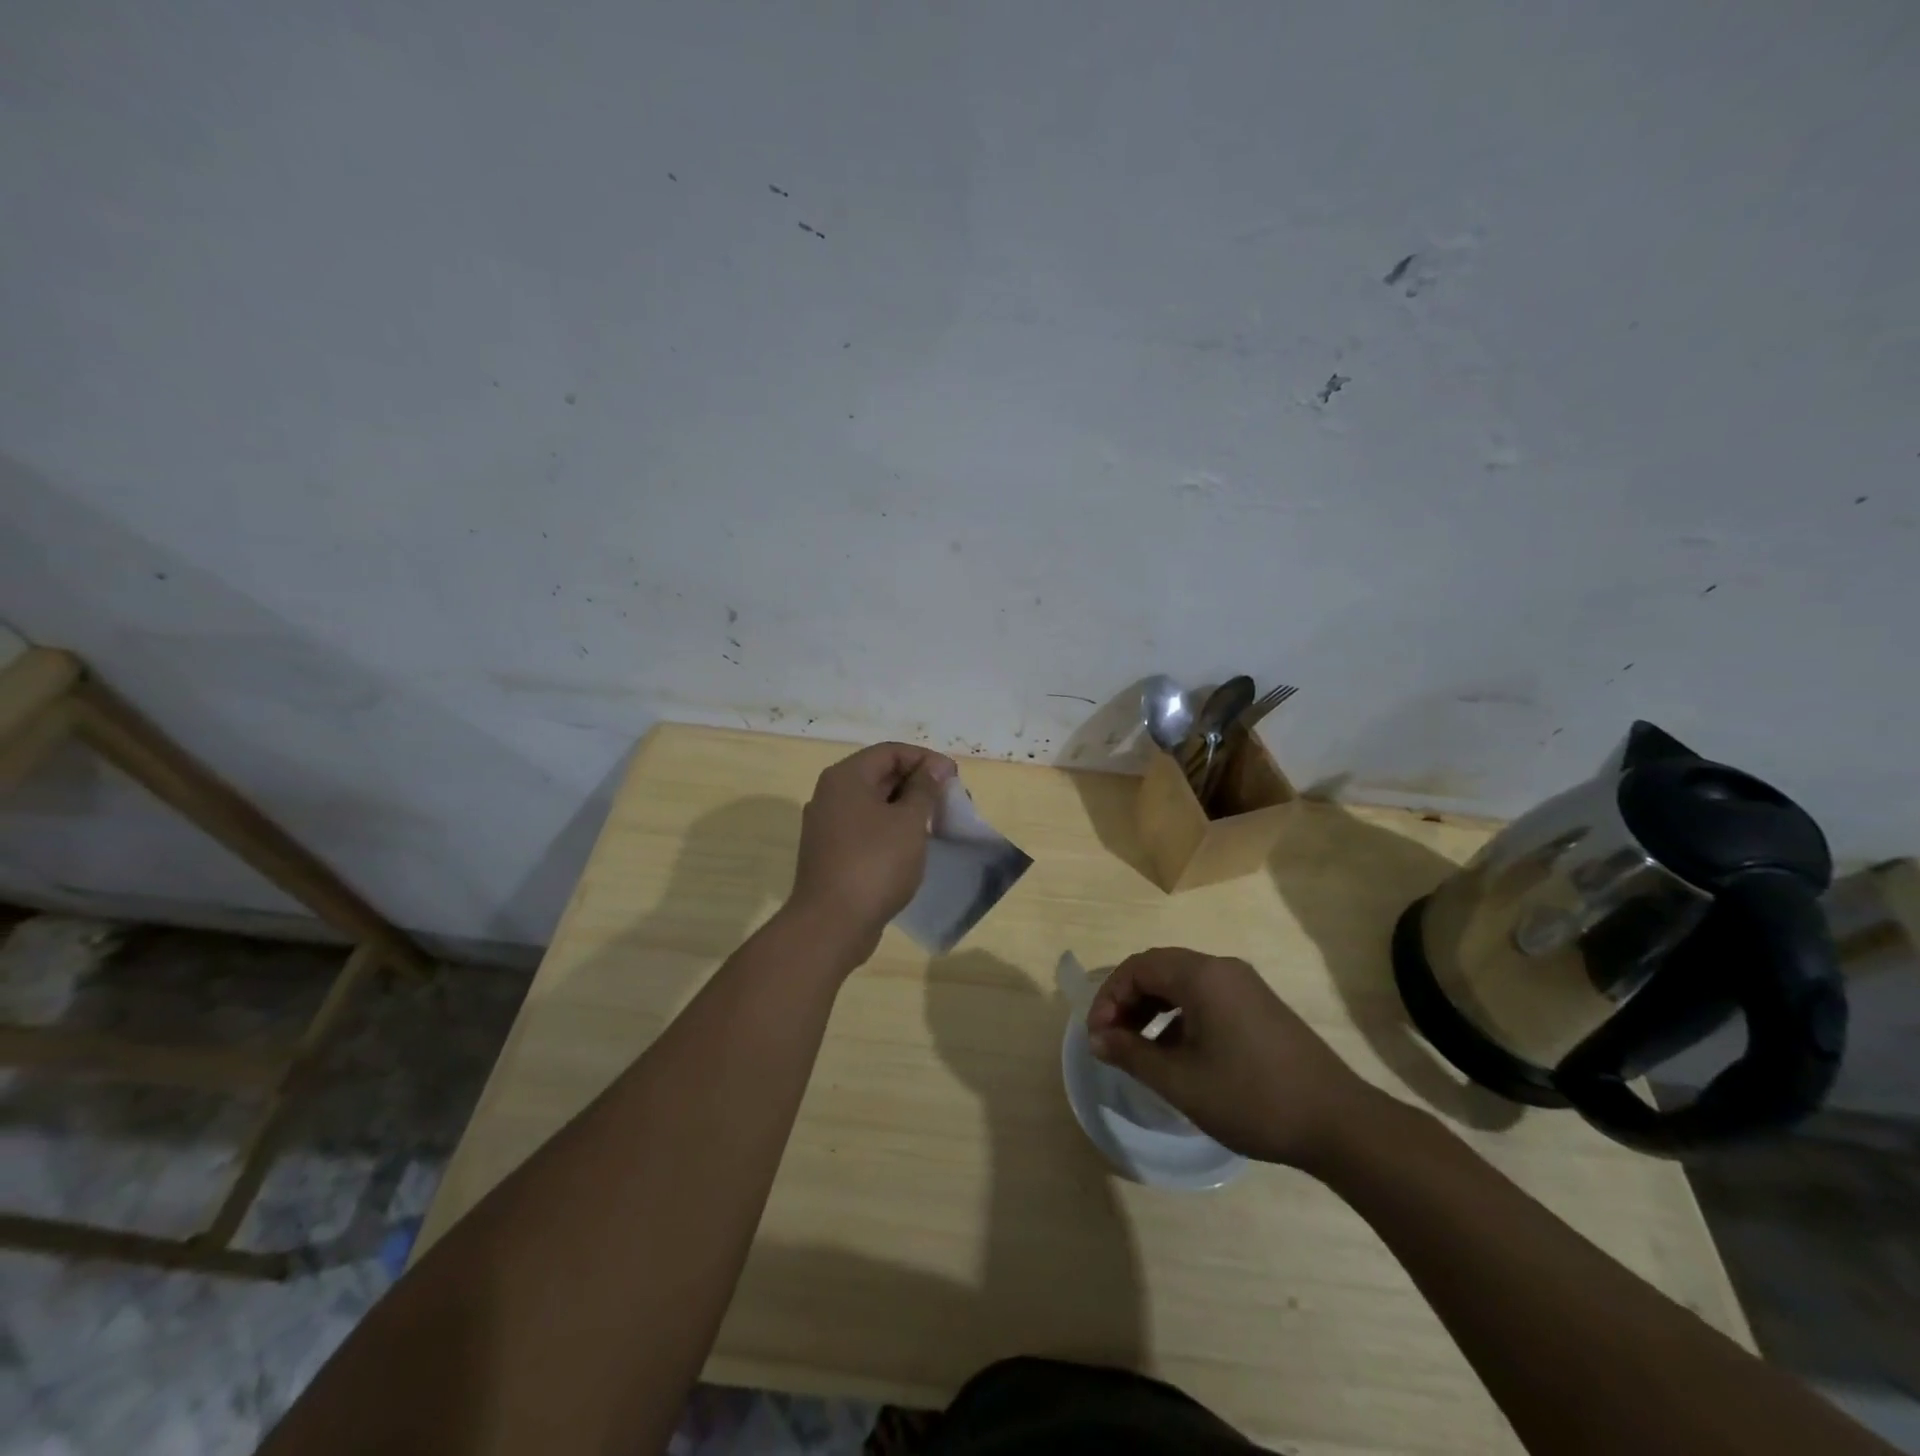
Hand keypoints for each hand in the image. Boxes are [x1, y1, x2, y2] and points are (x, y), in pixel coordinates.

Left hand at [787, 742, 956, 964]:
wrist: (831, 924)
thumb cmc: (874, 864)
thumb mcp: (909, 822)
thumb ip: (925, 789)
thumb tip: (935, 766)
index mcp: (846, 777)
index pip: (890, 751)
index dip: (925, 759)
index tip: (954, 778)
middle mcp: (831, 795)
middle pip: (881, 775)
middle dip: (919, 784)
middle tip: (951, 802)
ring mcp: (828, 826)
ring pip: (874, 804)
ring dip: (907, 809)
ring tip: (937, 825)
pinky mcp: (831, 853)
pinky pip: (866, 828)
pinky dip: (892, 830)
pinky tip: (913, 847)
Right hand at [1088, 947, 1385, 1169]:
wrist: (1339, 1123)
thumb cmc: (1251, 1098)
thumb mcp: (1181, 1081)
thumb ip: (1132, 1054)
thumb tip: (1097, 1039)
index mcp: (1202, 976)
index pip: (1138, 967)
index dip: (1109, 997)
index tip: (1097, 1036)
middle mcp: (1222, 969)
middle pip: (1159, 969)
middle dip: (1128, 1001)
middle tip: (1111, 1039)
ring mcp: (1245, 986)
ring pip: (1182, 984)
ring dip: (1152, 1009)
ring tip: (1138, 1049)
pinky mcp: (1259, 1006)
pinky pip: (1206, 998)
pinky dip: (1180, 1017)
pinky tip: (1177, 1054)